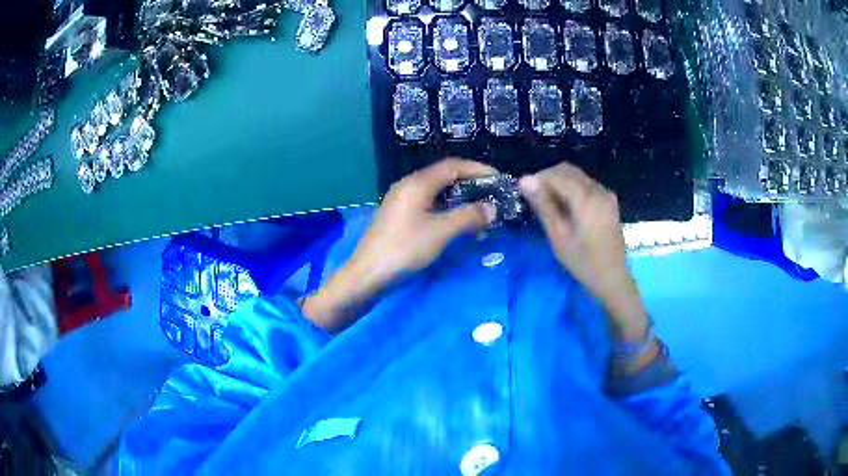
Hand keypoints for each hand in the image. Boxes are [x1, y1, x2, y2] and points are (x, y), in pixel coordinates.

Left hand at [303, 158, 497, 331]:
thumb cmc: (404, 249)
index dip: (478, 170)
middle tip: (492, 197)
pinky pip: (429, 206)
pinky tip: (458, 225)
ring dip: (460, 201)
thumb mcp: (440, 232)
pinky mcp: (399, 217)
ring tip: (480, 214)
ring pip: (437, 193)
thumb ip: (468, 216)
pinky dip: (447, 211)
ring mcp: (402, 201)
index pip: (453, 166)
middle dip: (471, 185)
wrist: (367, 275)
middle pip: (445, 177)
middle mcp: (408, 186)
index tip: (499, 180)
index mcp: (417, 183)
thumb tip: (492, 208)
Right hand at [518, 163, 649, 342]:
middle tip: (532, 196)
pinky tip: (564, 206)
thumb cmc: (583, 262)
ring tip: (546, 202)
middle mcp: (598, 190)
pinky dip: (571, 189)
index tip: (522, 190)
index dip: (537, 178)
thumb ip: (543, 205)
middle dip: (548, 178)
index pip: (557, 174)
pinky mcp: (609, 202)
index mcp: (586, 198)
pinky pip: (586, 185)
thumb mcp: (559, 236)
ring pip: (577, 176)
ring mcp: (606, 195)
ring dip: (559, 182)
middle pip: (568, 170)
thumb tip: (525, 181)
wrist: (612, 279)